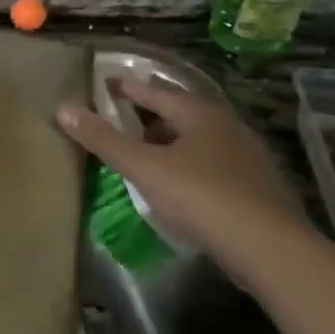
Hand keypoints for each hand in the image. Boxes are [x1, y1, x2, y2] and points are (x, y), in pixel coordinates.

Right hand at [58, 78, 306, 265]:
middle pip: (180, 111)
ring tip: (145, 152)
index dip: (127, 87)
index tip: (105, 83)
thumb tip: (63, 108)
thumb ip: (104, 140)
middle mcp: (226, 125)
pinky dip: (189, 164)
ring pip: (198, 138)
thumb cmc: (202, 198)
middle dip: (150, 112)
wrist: (271, 249)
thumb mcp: (145, 168)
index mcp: (199, 113)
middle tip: (121, 117)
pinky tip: (179, 184)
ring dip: (170, 140)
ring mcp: (246, 155)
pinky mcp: (256, 186)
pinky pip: (212, 163)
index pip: (155, 90)